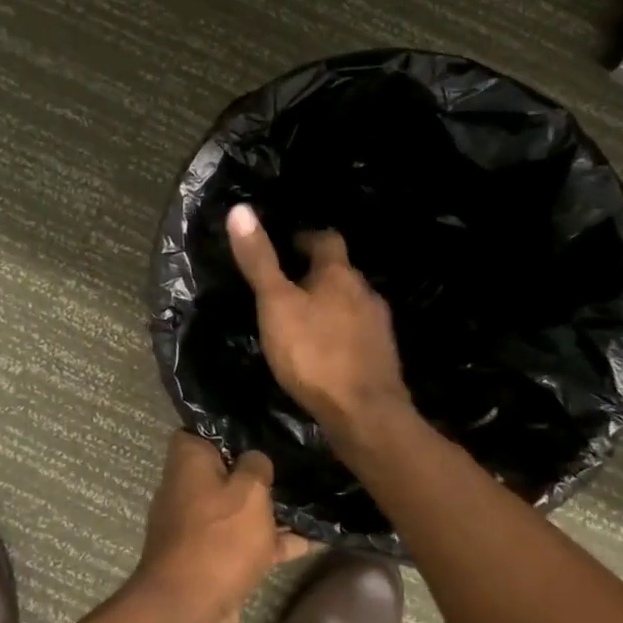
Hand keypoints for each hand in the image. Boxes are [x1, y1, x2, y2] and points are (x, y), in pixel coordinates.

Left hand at [133, 431, 309, 622]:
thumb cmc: (219, 537)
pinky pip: (248, 542)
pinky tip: (316, 539)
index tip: (262, 425)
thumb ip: (257, 466)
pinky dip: (275, 542)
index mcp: (188, 461)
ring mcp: (201, 527)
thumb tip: (255, 459)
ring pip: (240, 508)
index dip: (229, 426)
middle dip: (258, 468)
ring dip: (271, 508)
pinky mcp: (214, 559)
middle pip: (226, 469)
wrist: (189, 611)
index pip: (202, 430)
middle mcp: (188, 489)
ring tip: (314, 494)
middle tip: (297, 457)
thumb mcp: (249, 491)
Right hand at [225, 204, 412, 436]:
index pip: (327, 239)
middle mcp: (365, 292)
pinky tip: (325, 351)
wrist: (365, 413)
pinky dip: (341, 334)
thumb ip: (260, 261)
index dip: (307, 238)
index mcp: (339, 274)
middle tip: (289, 285)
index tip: (289, 245)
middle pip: (341, 272)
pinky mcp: (382, 357)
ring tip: (304, 319)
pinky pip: (358, 333)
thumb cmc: (314, 353)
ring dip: (331, 305)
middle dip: (318, 274)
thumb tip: (240, 209)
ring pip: (352, 304)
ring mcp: (379, 326)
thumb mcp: (276, 304)